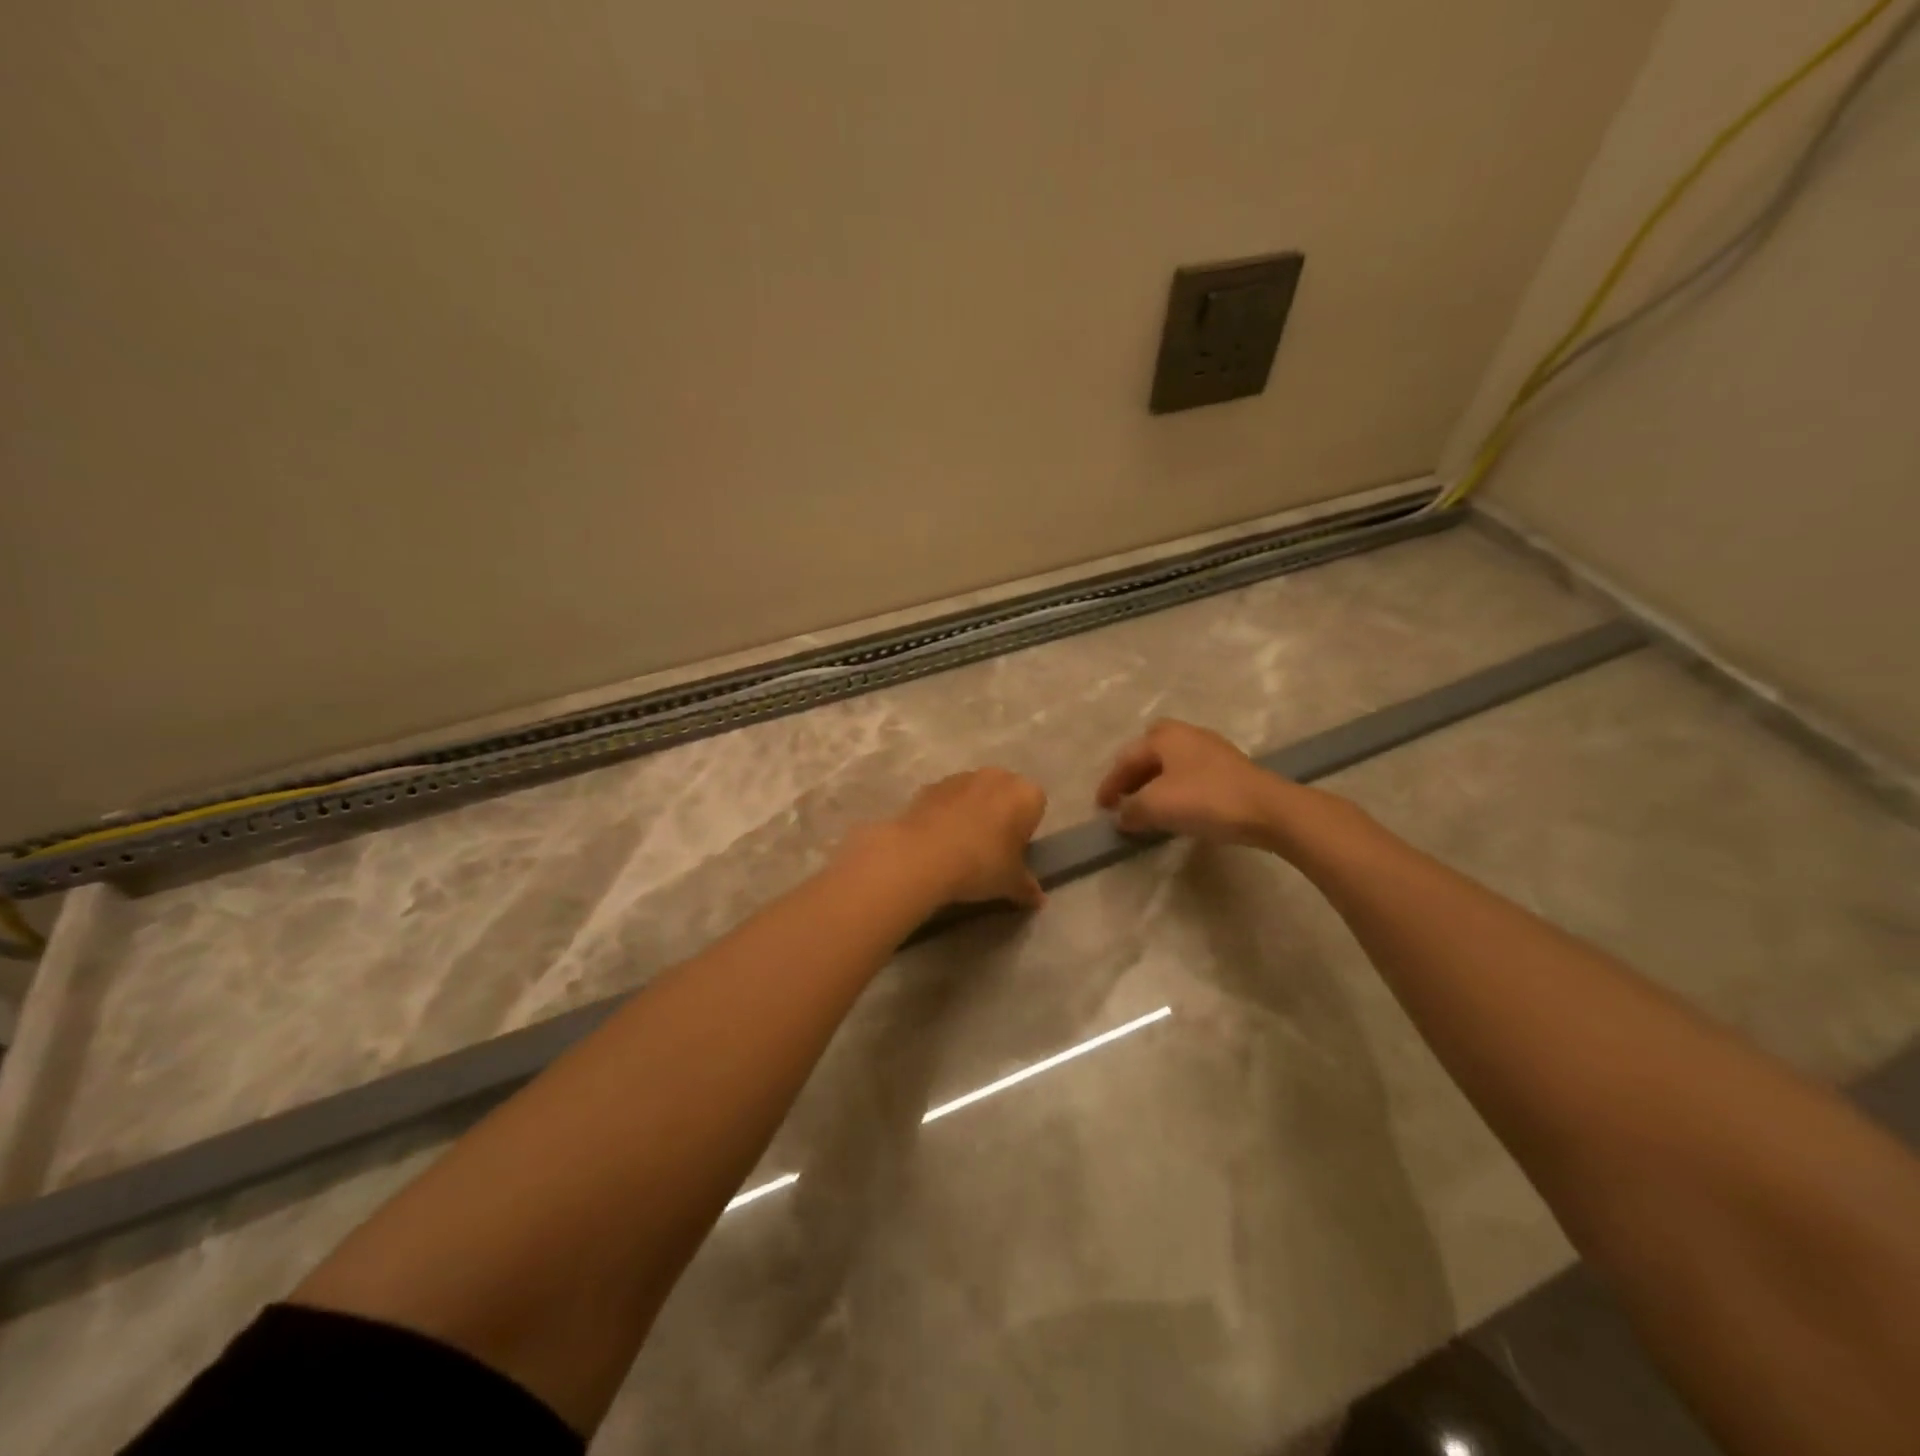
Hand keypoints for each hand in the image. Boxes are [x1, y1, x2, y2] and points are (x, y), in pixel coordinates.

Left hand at [876, 768, 1048, 907]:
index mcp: (1025, 794)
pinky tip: (938, 841)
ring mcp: (961, 777)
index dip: (1027, 829)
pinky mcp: (931, 785)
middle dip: (1000, 816)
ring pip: (975, 794)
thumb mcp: (1011, 884)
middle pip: (1005, 795)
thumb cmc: (980, 864)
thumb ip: (1027, 888)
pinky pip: (947, 799)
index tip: (1014, 852)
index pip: (1036, 805)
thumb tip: (1038, 899)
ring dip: (972, 813)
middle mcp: (996, 777)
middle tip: (990, 850)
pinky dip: (946, 814)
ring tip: (960, 847)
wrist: (922, 855)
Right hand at [1096, 719, 1288, 846]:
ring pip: (1170, 763)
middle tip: (1123, 796)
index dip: (1110, 784)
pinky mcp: (1229, 768)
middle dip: (1133, 773)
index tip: (1100, 808)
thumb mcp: (1156, 806)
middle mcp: (1186, 734)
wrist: (1267, 809)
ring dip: (1154, 782)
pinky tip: (1176, 807)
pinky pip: (1189, 774)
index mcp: (1164, 737)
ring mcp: (1210, 749)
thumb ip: (1130, 809)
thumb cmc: (1205, 799)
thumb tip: (1122, 816)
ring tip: (1146, 806)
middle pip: (1149, 751)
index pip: (1126, 759)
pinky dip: (1175, 788)